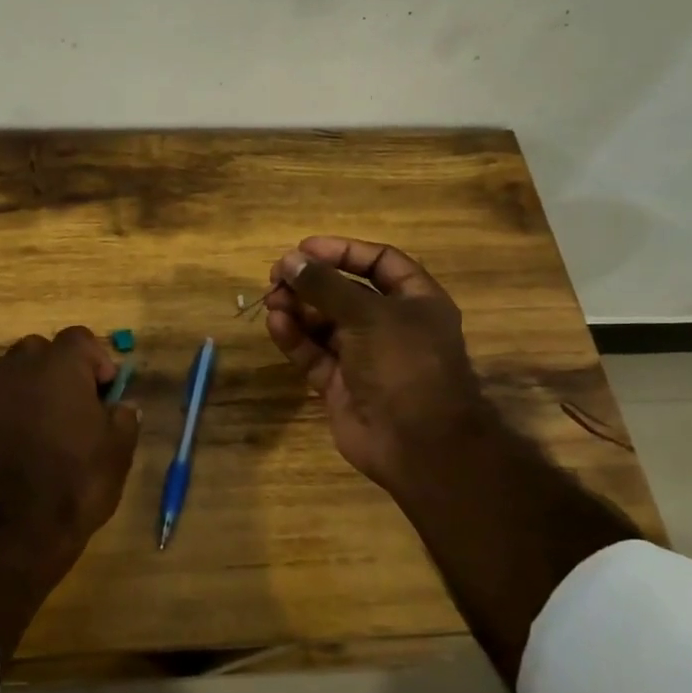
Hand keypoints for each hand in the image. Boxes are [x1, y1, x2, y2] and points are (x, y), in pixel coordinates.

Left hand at [0, 327, 139, 663]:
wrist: (13, 529)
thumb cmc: (76, 481)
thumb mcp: (118, 451)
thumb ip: (123, 417)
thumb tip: (121, 407)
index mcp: (59, 365)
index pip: (80, 338)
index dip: (96, 361)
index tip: (105, 393)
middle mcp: (17, 367)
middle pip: (39, 350)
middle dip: (57, 370)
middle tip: (74, 406)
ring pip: (9, 374)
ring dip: (27, 389)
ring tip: (42, 426)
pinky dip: (3, 415)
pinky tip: (15, 448)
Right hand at [263, 236, 489, 507]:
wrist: (419, 444)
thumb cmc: (405, 364)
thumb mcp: (368, 315)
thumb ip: (326, 285)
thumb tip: (289, 260)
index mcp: (415, 301)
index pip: (378, 263)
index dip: (343, 251)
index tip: (304, 248)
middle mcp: (390, 325)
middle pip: (344, 292)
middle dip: (311, 282)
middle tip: (276, 276)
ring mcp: (364, 357)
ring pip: (324, 324)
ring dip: (298, 309)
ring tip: (272, 300)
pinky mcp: (341, 384)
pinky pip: (314, 354)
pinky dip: (295, 338)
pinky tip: (276, 324)